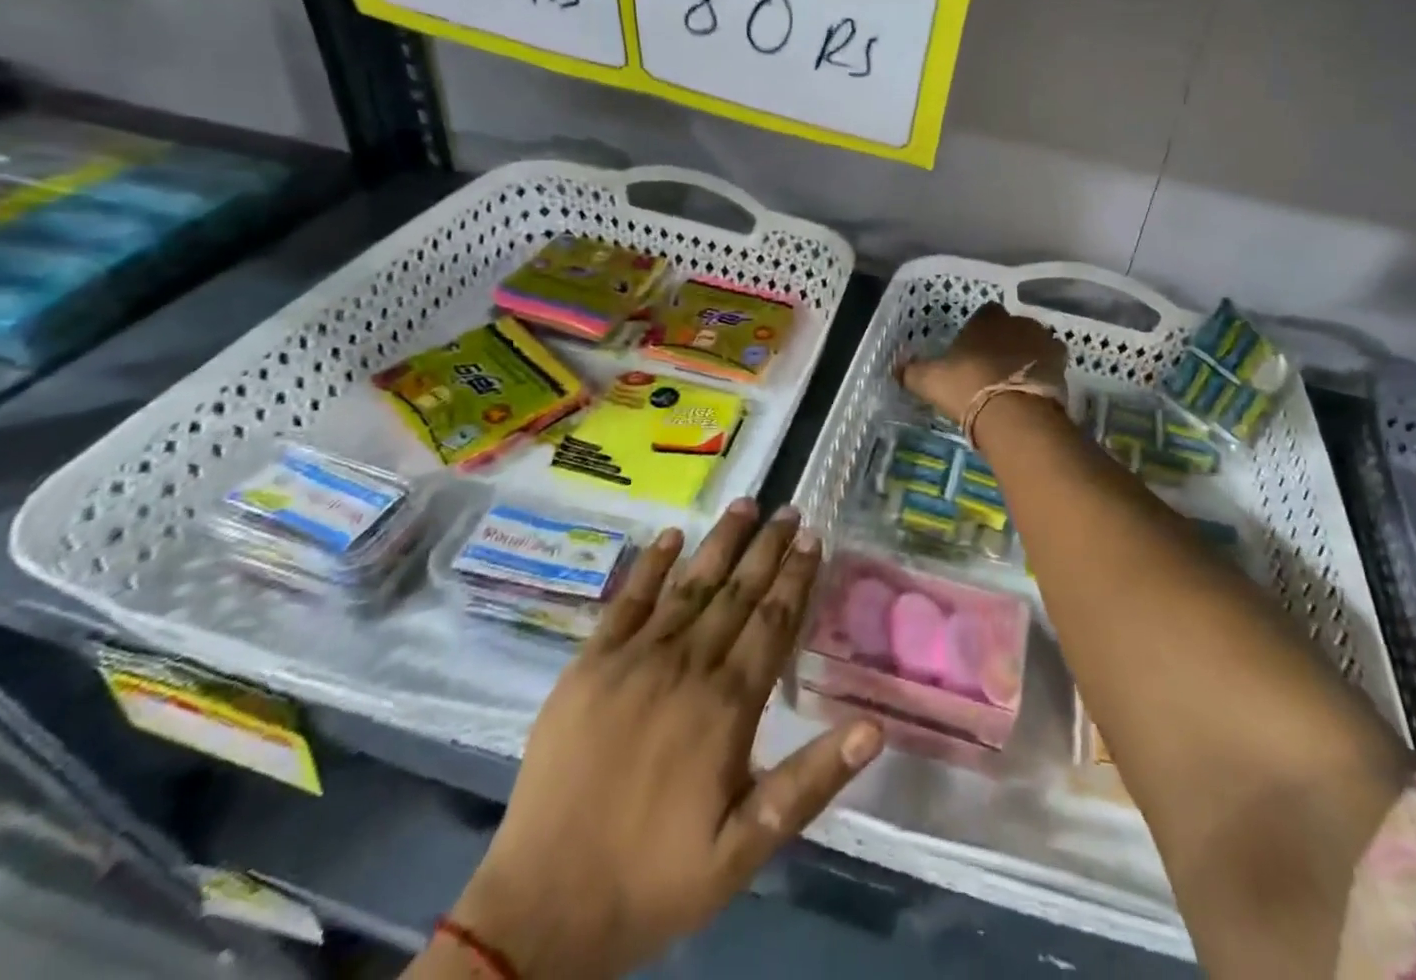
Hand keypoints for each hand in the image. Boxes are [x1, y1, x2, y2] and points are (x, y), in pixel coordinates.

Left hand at [447, 501, 882, 978]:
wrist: (541, 910)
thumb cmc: (655, 878)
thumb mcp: (745, 848)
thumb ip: (810, 782)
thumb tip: (873, 727)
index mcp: (727, 705)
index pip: (773, 622)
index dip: (796, 576)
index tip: (813, 536)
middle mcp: (686, 666)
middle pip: (738, 593)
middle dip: (767, 548)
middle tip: (790, 510)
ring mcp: (633, 660)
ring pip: (690, 586)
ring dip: (721, 542)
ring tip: (746, 504)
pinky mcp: (589, 665)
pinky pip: (627, 602)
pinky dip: (651, 566)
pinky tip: (671, 536)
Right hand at [900, 302, 1067, 426]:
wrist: (1013, 413)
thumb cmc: (967, 388)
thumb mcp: (929, 381)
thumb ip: (911, 370)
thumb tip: (895, 366)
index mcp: (986, 319)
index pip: (985, 313)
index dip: (979, 331)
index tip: (972, 350)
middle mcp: (1018, 321)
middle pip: (1012, 326)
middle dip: (1005, 341)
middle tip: (993, 368)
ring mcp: (1043, 340)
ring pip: (1034, 342)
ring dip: (1027, 355)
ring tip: (1015, 381)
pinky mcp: (1061, 363)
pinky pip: (1052, 362)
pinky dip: (1044, 372)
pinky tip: (1034, 389)